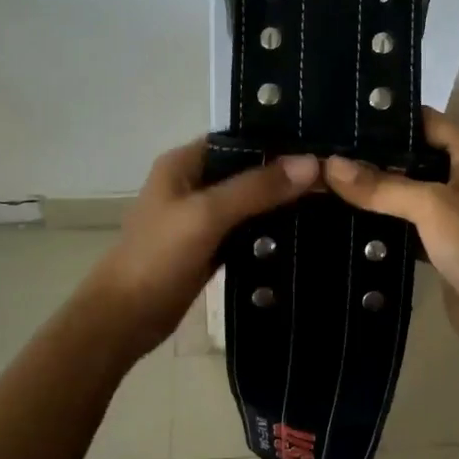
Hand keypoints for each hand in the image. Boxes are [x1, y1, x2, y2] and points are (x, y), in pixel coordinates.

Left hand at [76, 140, 318, 359]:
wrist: (125, 320)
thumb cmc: (158, 257)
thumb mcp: (207, 215)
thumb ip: (256, 187)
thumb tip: (310, 163)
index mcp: (184, 162)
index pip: (238, 138)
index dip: (276, 139)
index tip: (318, 145)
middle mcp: (193, 182)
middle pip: (247, 169)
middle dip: (284, 172)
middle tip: (333, 174)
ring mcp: (201, 216)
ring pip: (249, 200)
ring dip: (280, 201)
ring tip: (330, 197)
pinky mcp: (210, 245)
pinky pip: (247, 228)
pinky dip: (270, 229)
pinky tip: (305, 230)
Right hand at [323, 109, 458, 354]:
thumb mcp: (431, 206)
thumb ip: (381, 185)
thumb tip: (329, 165)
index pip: (423, 119)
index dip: (386, 115)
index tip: (340, 116)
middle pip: (410, 154)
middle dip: (370, 154)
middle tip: (321, 149)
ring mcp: (451, 211)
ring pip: (404, 189)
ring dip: (372, 188)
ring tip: (322, 177)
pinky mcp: (440, 242)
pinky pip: (404, 221)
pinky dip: (379, 219)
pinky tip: (342, 216)